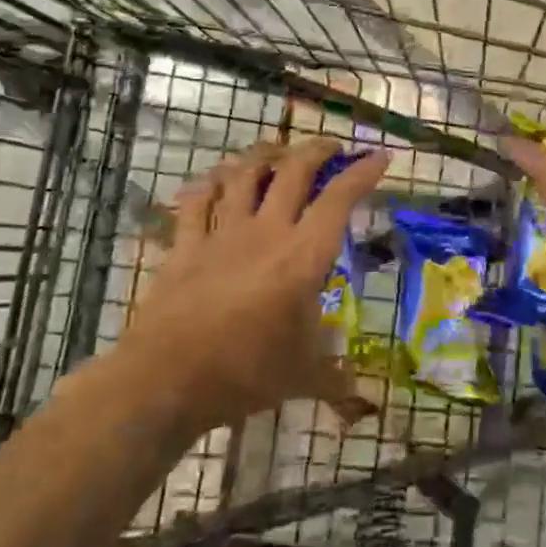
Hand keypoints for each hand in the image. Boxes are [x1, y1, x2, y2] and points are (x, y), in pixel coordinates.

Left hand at [116, 137, 389, 433]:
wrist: (167, 380)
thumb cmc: (245, 374)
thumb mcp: (303, 376)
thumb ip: (337, 379)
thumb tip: (363, 399)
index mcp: (303, 257)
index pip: (339, 201)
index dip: (362, 173)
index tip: (379, 156)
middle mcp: (266, 232)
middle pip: (293, 172)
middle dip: (316, 150)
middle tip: (330, 147)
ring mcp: (222, 234)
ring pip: (243, 175)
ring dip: (262, 156)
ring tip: (275, 152)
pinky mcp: (185, 245)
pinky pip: (196, 201)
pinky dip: (208, 184)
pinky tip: (214, 180)